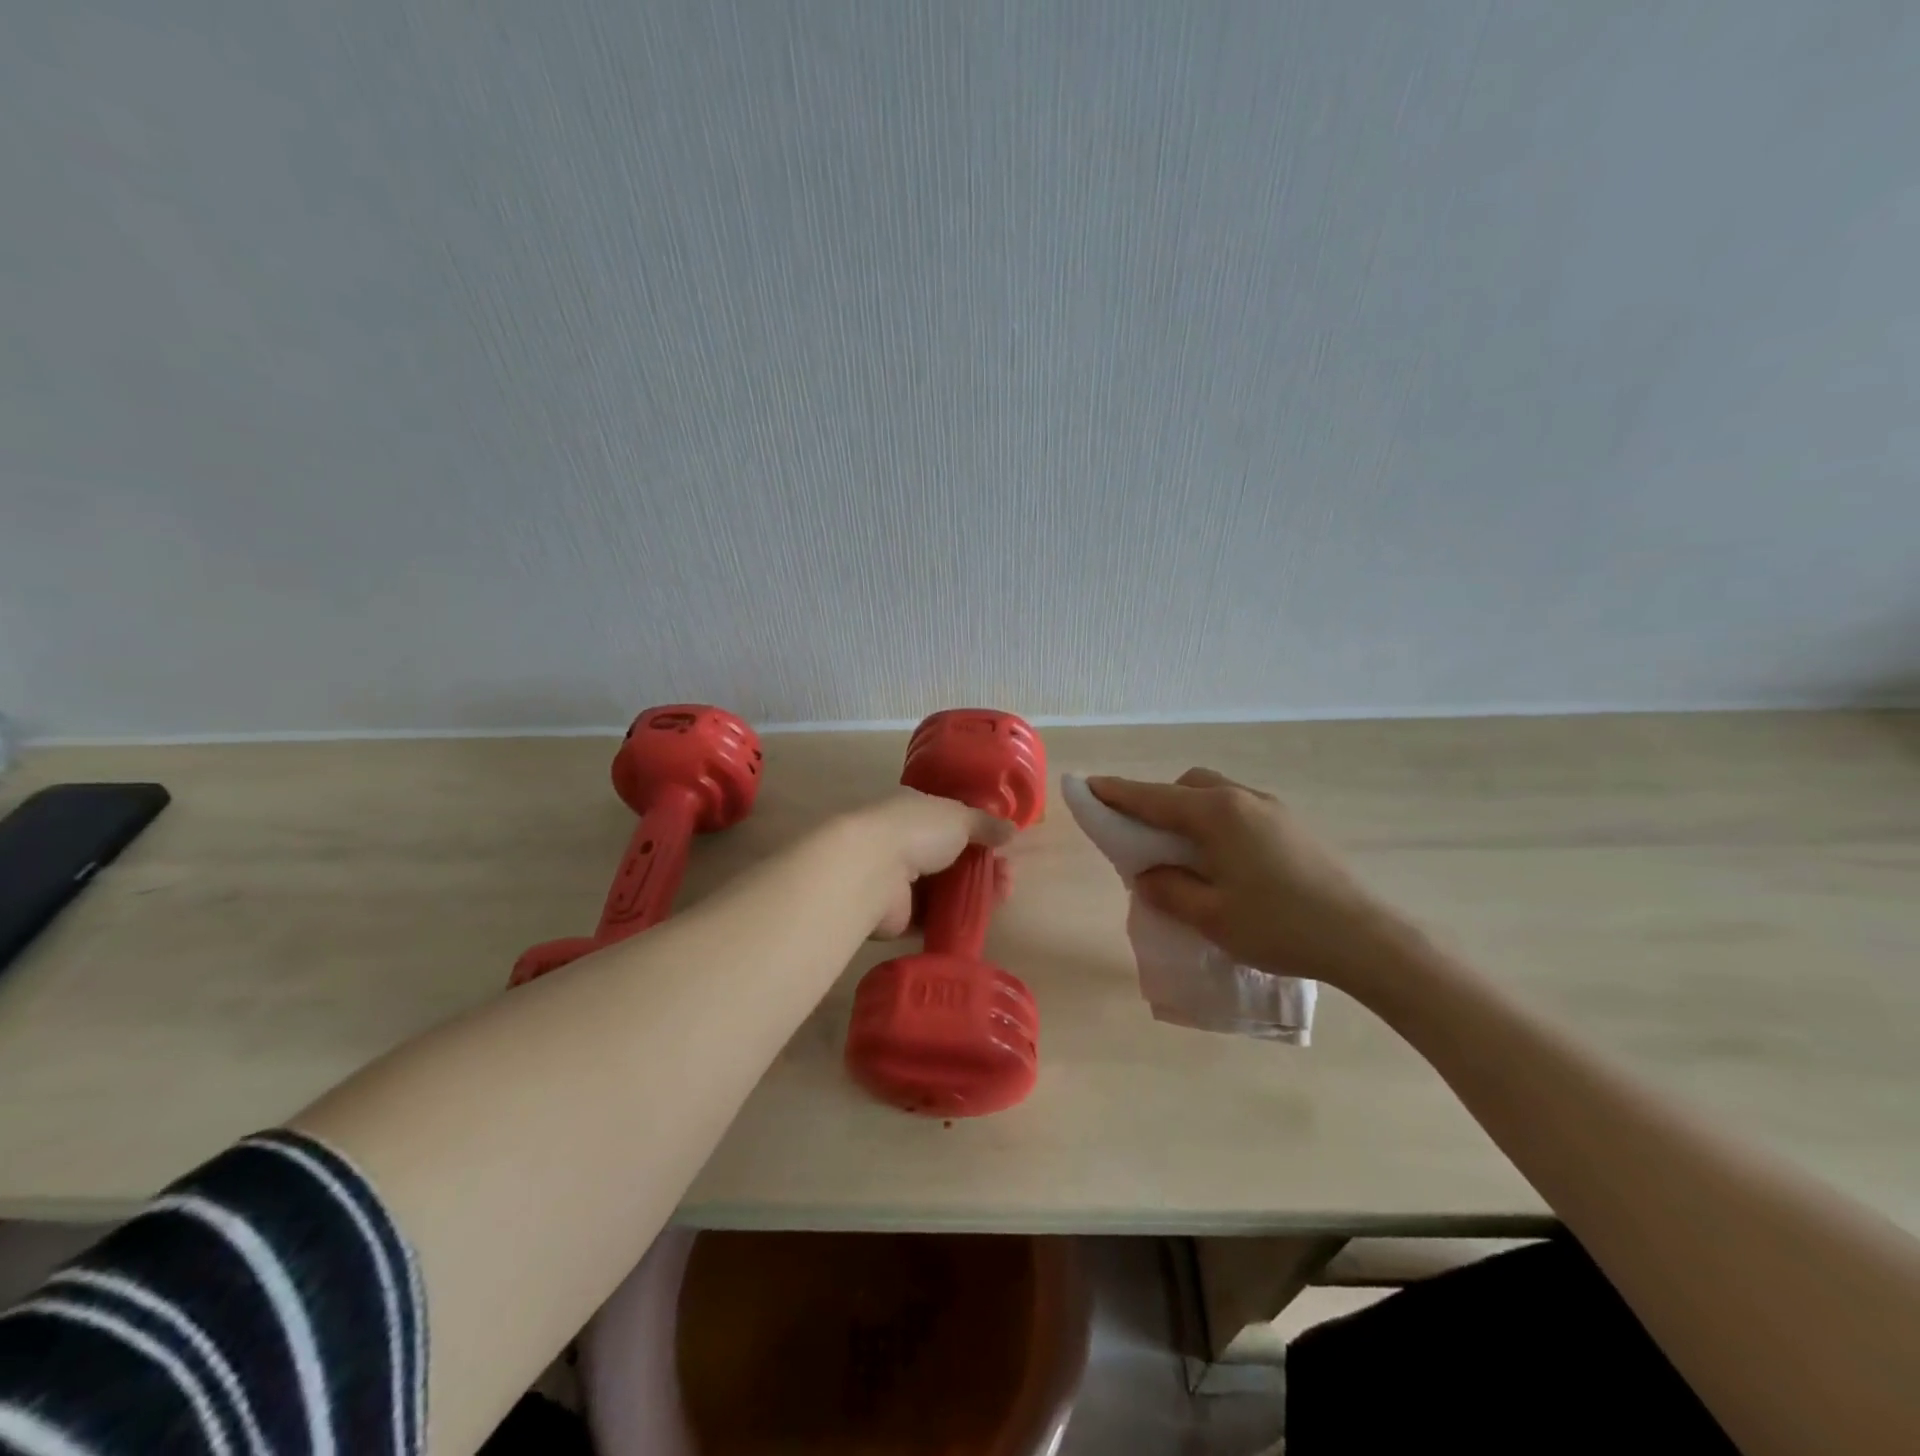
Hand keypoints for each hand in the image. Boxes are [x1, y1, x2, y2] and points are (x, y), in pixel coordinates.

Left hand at [836, 790, 1015, 937]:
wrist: (871, 871)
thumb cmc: (916, 831)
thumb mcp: (960, 817)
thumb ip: (986, 824)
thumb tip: (1012, 830)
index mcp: (914, 810)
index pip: (950, 820)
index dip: (979, 832)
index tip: (1004, 845)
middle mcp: (904, 842)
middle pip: (951, 857)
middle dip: (983, 865)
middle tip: (1008, 875)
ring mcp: (899, 880)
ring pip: (945, 888)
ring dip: (976, 891)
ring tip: (1003, 895)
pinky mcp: (898, 915)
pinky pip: (934, 917)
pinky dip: (957, 917)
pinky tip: (981, 917)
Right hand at [1087, 768, 1425, 994]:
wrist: (1366, 938)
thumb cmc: (1279, 926)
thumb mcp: (1210, 916)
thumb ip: (1168, 890)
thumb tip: (1147, 874)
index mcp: (1217, 814)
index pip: (1152, 798)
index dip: (1116, 793)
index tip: (1088, 786)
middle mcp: (1243, 798)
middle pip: (1186, 786)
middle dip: (1157, 801)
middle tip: (1142, 836)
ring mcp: (1273, 808)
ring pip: (1215, 794)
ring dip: (1188, 811)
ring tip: (1182, 851)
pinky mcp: (1293, 825)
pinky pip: (1239, 809)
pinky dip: (1215, 822)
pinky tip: (1222, 859)